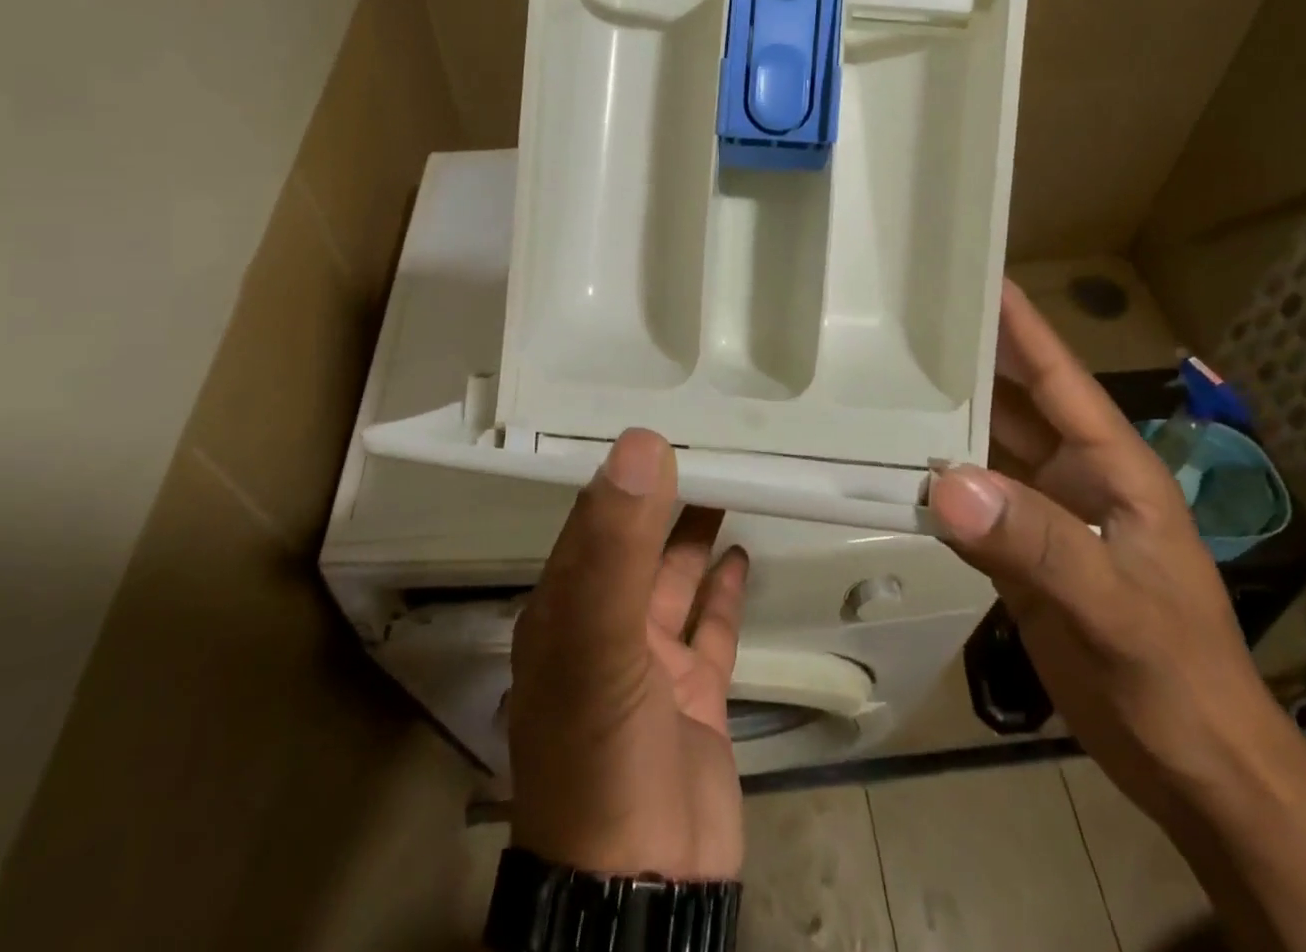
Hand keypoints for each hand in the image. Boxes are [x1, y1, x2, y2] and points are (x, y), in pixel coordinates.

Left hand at [508, 428, 749, 879]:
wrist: (645, 884)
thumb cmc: (604, 748)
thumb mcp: (600, 638)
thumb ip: (619, 542)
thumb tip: (642, 443)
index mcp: (564, 607)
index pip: (593, 518)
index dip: (625, 471)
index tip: (662, 421)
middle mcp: (602, 626)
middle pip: (637, 542)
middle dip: (666, 496)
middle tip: (708, 441)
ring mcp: (649, 661)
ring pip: (674, 577)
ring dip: (695, 532)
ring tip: (730, 480)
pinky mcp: (693, 691)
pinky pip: (710, 625)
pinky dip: (723, 588)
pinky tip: (741, 553)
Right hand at [928, 281, 1290, 828]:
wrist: (1194, 773)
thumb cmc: (1177, 678)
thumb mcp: (1114, 607)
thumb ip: (1035, 542)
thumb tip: (945, 481)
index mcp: (1112, 466)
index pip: (1059, 376)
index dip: (1019, 323)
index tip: (972, 272)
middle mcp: (1074, 477)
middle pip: (1011, 403)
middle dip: (964, 362)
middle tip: (899, 322)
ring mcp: (1045, 516)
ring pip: (984, 451)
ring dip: (940, 422)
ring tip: (878, 381)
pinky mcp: (1019, 555)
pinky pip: (968, 504)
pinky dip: (932, 484)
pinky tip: (889, 468)